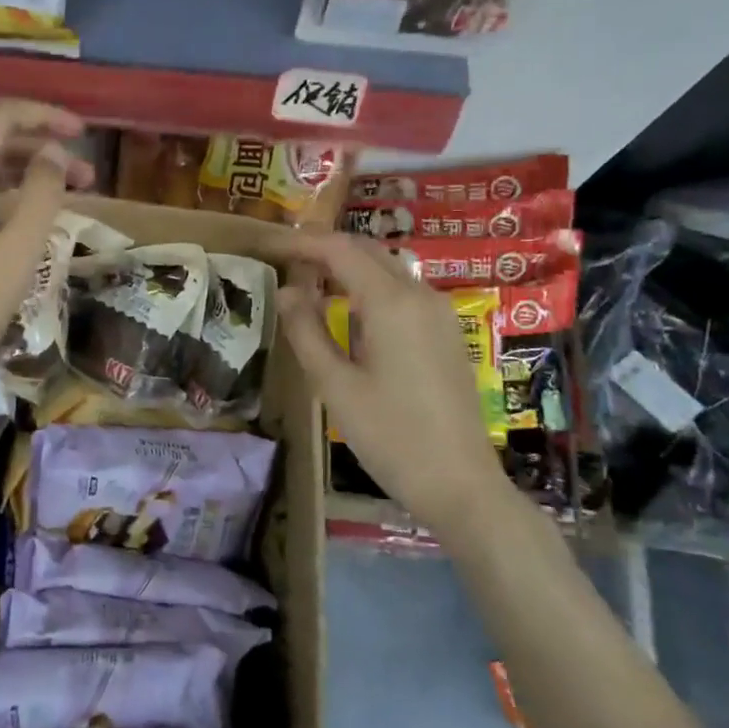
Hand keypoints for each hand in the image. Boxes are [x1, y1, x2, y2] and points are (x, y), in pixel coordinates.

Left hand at [0, 99, 91, 386]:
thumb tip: (53, 154)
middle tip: (85, 177)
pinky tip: (18, 216)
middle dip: (40, 151)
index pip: (0, 116)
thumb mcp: (20, 249)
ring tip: (61, 196)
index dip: (45, 115)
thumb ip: (42, 191)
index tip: (81, 132)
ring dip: (19, 174)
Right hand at [277, 232, 504, 523]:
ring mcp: (439, 313)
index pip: (340, 250)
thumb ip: (306, 331)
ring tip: (308, 281)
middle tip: (283, 259)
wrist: (461, 484)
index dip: (301, 242)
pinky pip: (402, 291)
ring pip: (386, 268)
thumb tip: (286, 291)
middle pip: (367, 251)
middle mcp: (420, 295)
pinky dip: (368, 286)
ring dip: (347, 266)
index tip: (268, 245)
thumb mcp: (335, 386)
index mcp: (391, 302)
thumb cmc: (390, 436)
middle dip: (324, 248)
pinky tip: (347, 310)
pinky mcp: (446, 332)